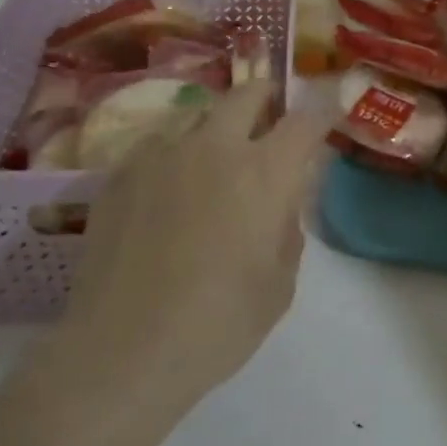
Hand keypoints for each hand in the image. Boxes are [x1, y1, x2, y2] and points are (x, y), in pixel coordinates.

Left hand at [59, 81, 331, 408]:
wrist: (120, 352)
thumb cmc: (216, 325)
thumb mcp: (279, 286)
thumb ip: (288, 229)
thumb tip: (281, 201)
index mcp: (263, 172)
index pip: (304, 121)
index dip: (321, 114)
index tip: (326, 117)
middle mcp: (214, 147)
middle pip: (247, 93)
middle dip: (266, 98)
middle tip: (269, 119)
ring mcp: (162, 154)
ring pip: (198, 115)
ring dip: (216, 129)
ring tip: (212, 163)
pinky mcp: (121, 173)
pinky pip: (157, 146)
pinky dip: (173, 157)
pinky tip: (165, 194)